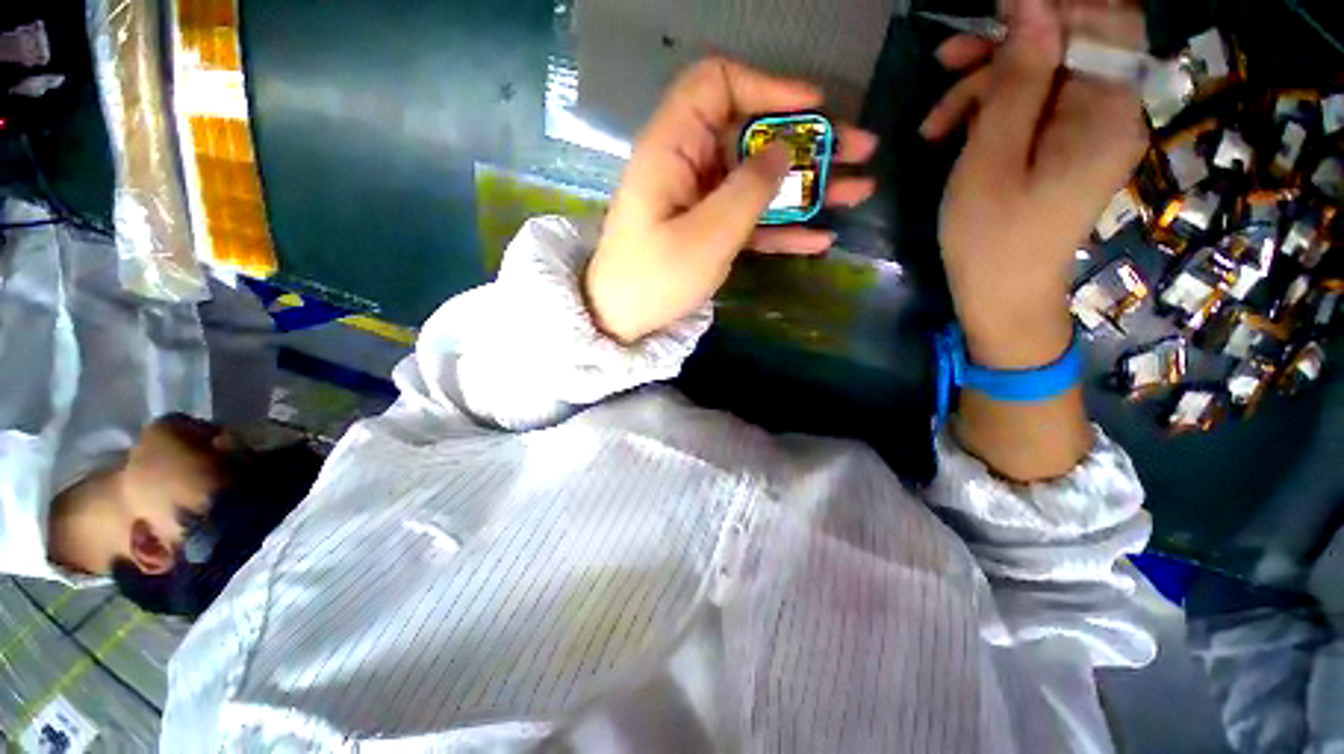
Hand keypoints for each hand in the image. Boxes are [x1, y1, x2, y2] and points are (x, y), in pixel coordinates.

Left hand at [585, 58, 877, 343]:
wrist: (622, 321)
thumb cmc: (655, 278)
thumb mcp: (706, 235)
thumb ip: (748, 190)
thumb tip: (784, 150)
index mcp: (673, 148)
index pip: (716, 86)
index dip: (766, 87)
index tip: (813, 106)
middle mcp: (688, 165)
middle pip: (752, 136)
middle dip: (808, 142)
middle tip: (861, 150)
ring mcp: (700, 201)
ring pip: (758, 181)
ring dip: (807, 187)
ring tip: (858, 191)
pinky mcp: (707, 231)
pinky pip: (749, 219)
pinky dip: (782, 227)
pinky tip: (821, 238)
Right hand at [922, 0, 1147, 367]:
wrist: (1002, 298)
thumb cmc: (991, 239)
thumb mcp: (991, 161)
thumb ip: (1015, 82)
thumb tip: (1030, 4)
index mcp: (1109, 111)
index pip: (1102, 21)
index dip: (1050, 7)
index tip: (993, 12)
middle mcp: (1112, 110)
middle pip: (1068, 44)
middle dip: (1004, 48)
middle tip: (944, 62)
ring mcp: (1089, 129)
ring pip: (1042, 75)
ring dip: (985, 85)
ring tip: (934, 123)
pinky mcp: (1065, 146)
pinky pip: (1035, 106)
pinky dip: (991, 112)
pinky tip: (951, 134)